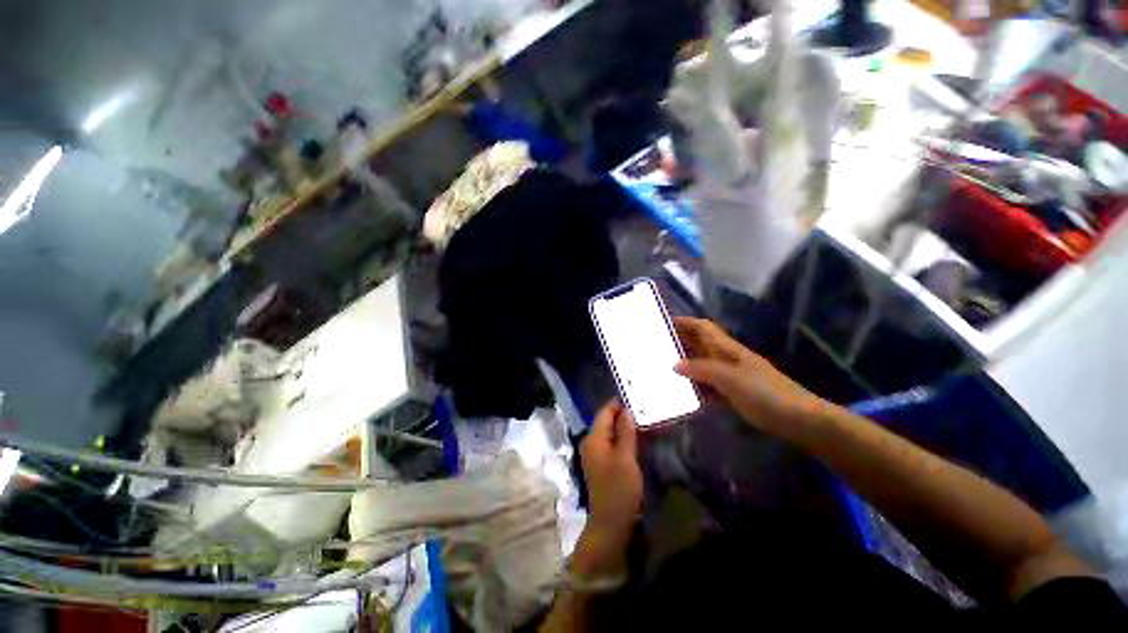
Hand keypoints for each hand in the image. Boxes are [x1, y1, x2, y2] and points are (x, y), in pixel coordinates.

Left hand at [579, 401, 642, 540]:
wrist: (610, 523)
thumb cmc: (619, 489)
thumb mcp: (625, 458)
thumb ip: (625, 432)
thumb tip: (626, 410)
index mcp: (593, 438)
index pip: (604, 412)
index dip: (618, 404)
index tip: (634, 397)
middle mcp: (590, 443)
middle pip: (605, 422)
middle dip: (622, 415)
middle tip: (642, 409)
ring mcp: (594, 454)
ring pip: (609, 433)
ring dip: (622, 427)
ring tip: (641, 421)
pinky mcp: (600, 464)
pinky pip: (610, 444)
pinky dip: (621, 439)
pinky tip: (634, 439)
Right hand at [673, 317, 826, 438]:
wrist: (798, 419)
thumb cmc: (766, 393)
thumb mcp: (731, 379)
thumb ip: (702, 369)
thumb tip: (675, 364)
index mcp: (728, 349)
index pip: (703, 328)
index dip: (685, 322)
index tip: (664, 321)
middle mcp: (726, 358)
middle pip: (700, 345)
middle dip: (680, 341)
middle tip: (656, 345)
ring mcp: (730, 376)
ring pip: (702, 365)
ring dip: (684, 364)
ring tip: (662, 366)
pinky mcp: (732, 393)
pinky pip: (708, 385)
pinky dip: (694, 385)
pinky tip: (681, 391)